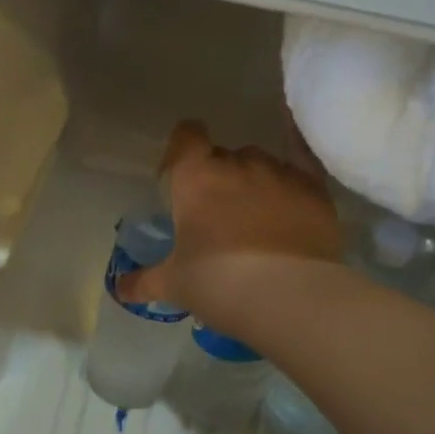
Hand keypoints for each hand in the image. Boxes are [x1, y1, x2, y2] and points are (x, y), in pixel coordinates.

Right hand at [119, 120, 341, 328]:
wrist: (287, 295)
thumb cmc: (217, 283)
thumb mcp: (174, 284)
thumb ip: (144, 281)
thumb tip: (119, 288)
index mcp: (196, 178)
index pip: (186, 138)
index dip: (181, 151)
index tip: (179, 174)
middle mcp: (237, 164)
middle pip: (224, 156)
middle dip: (219, 177)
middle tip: (218, 216)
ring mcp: (279, 173)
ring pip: (261, 163)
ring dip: (254, 181)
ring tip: (258, 217)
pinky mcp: (314, 189)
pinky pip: (305, 157)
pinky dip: (299, 152)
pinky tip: (297, 153)